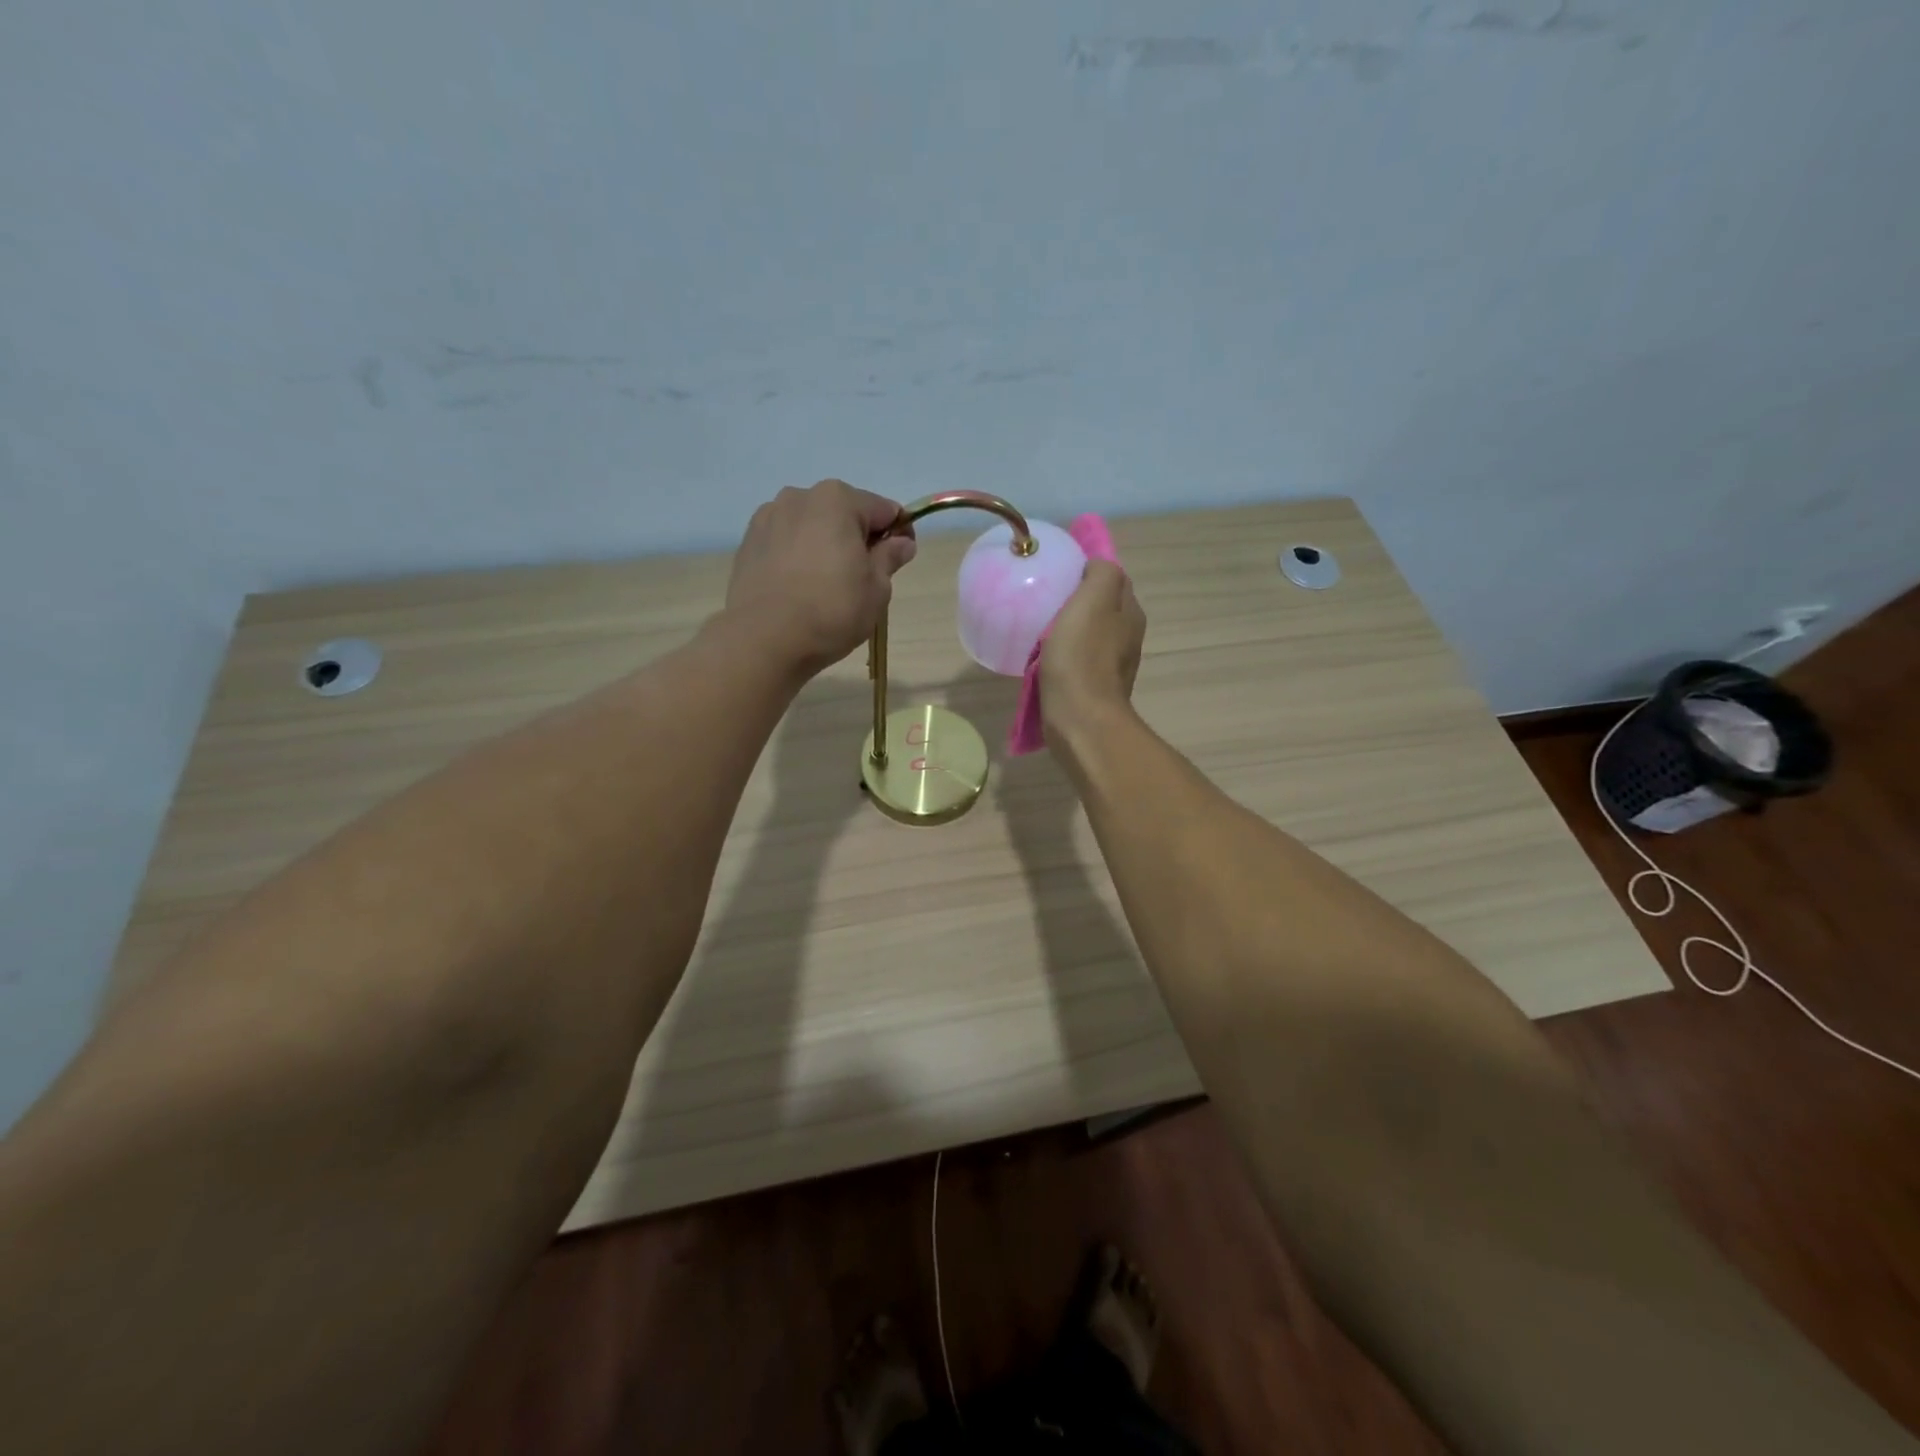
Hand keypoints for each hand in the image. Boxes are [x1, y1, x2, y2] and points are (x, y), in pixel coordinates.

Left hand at [724, 480, 916, 676]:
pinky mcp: (748, 542)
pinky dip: (798, 556)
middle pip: (844, 513)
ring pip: (812, 526)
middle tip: (863, 577)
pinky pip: (786, 542)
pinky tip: (800, 587)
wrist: (765, 639)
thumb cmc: (832, 610)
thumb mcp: (877, 588)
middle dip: (858, 538)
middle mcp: (800, 496)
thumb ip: (890, 558)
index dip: (898, 534)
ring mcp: (769, 517)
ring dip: (826, 545)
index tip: (901, 560)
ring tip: (827, 584)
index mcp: (838, 500)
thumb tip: (901, 543)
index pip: (884, 509)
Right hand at [1040, 559, 1145, 734]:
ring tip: (1039, 626)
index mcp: (1130, 613)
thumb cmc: (1082, 656)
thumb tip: (1096, 567)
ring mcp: (1111, 665)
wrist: (1079, 718)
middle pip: (1101, 607)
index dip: (1088, 571)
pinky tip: (1043, 657)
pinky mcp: (1092, 687)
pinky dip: (1063, 655)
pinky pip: (1077, 660)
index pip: (1113, 579)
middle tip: (1045, 597)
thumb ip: (1101, 574)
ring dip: (1068, 629)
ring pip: (1088, 635)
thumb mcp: (1093, 600)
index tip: (1059, 572)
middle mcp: (1127, 637)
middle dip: (1078, 601)